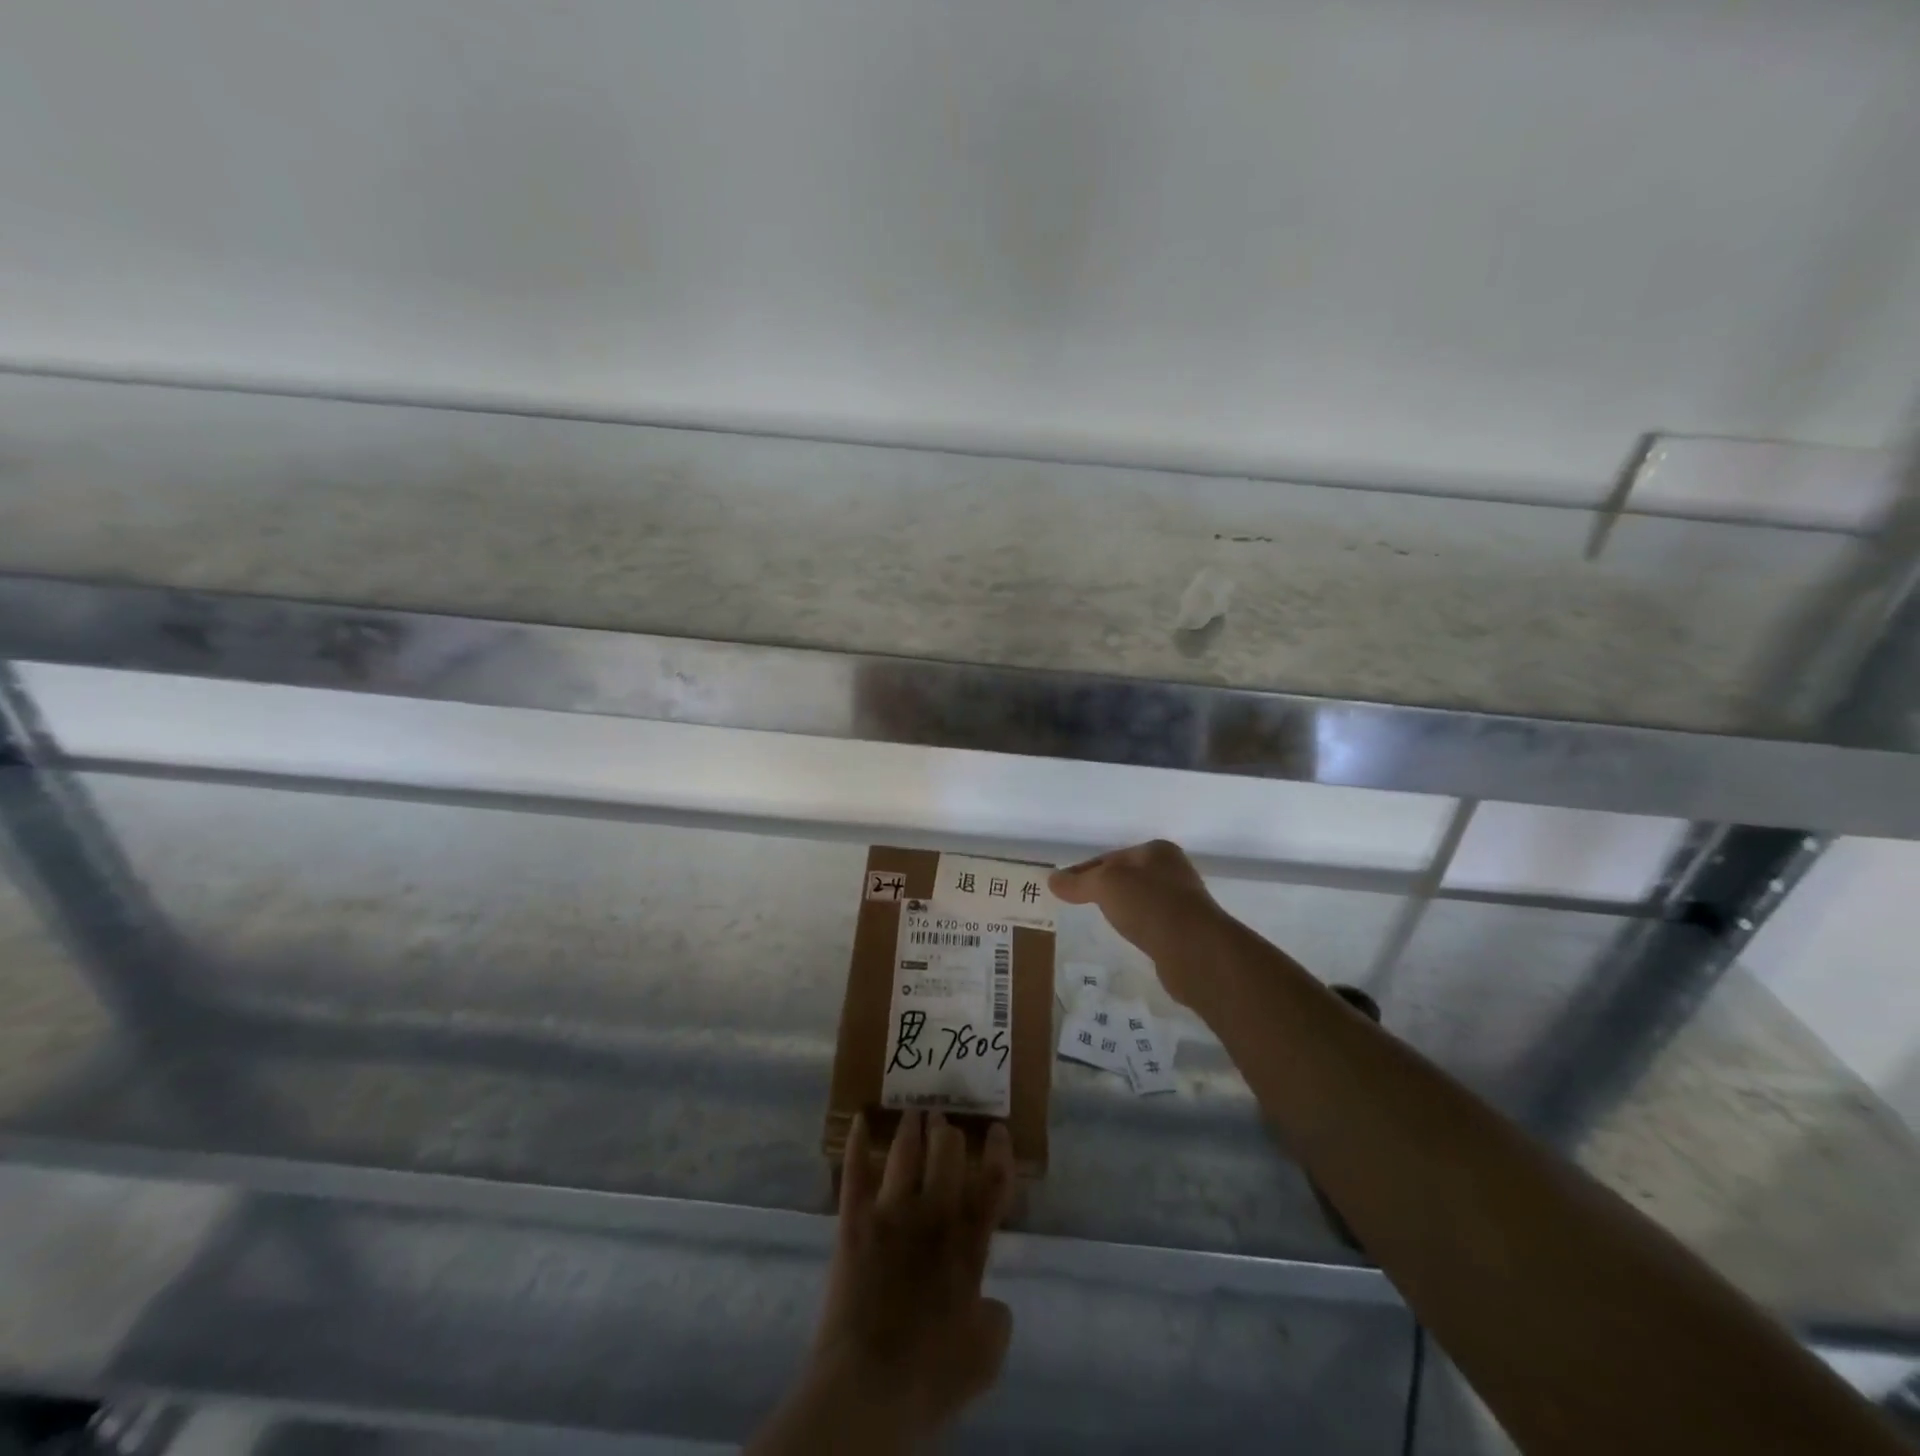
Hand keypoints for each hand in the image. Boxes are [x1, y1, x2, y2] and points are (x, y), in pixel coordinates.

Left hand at [804, 1110, 1014, 1443]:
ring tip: (913, 1111)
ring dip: (911, 1128)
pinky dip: (857, 1143)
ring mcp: (891, 1213)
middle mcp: (933, 1215)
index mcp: (968, 1243)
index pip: (992, 1182)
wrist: (869, 1386)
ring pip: (904, 1153)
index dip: (998, 1151)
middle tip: (945, 1120)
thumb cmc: (932, 1376)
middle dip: (948, 1133)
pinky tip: (859, 1119)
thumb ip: (996, 1319)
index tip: (996, 1129)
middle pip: (946, 1154)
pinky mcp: (854, 1222)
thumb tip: (991, 1301)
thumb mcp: (986, 1356)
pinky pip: (855, 1173)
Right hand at [1049, 839, 1227, 1006]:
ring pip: (1140, 900)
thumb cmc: (1149, 905)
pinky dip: (1137, 927)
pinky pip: (1151, 923)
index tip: (1063, 886)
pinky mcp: (1186, 931)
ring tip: (1100, 920)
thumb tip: (1053, 880)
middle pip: (1127, 876)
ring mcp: (1183, 902)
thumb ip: (1079, 882)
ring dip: (1122, 908)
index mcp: (1157, 851)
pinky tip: (1127, 936)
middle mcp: (1174, 871)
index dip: (1084, 870)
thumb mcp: (1105, 885)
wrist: (1195, 950)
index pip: (1110, 857)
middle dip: (1104, 888)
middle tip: (1078, 902)